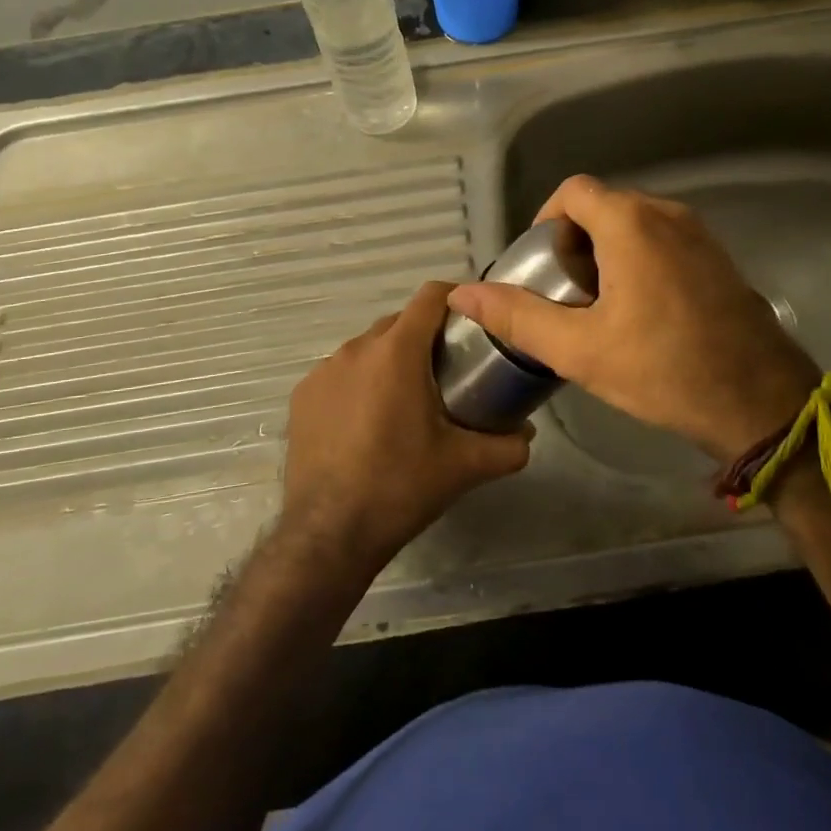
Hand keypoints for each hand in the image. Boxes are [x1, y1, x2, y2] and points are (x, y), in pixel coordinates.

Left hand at [280, 281, 531, 578]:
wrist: (329, 533)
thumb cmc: (401, 487)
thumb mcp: (465, 466)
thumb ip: (508, 446)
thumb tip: (528, 435)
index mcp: (397, 352)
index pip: (430, 296)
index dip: (456, 297)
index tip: (473, 318)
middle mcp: (356, 349)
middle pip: (399, 322)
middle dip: (425, 336)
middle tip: (448, 369)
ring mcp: (323, 371)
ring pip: (367, 348)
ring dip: (390, 361)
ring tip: (407, 399)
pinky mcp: (302, 396)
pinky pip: (340, 374)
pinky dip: (359, 384)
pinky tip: (367, 423)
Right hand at [447, 175, 820, 463]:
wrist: (761, 402)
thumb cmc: (665, 370)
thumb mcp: (580, 349)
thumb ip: (518, 317)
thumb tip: (463, 294)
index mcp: (632, 223)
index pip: (573, 191)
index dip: (547, 220)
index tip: (541, 266)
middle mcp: (668, 214)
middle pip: (604, 206)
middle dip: (575, 242)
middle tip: (564, 294)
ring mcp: (700, 235)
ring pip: (635, 224)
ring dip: (607, 253)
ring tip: (598, 307)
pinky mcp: (718, 259)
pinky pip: (664, 241)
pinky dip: (640, 261)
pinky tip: (641, 314)